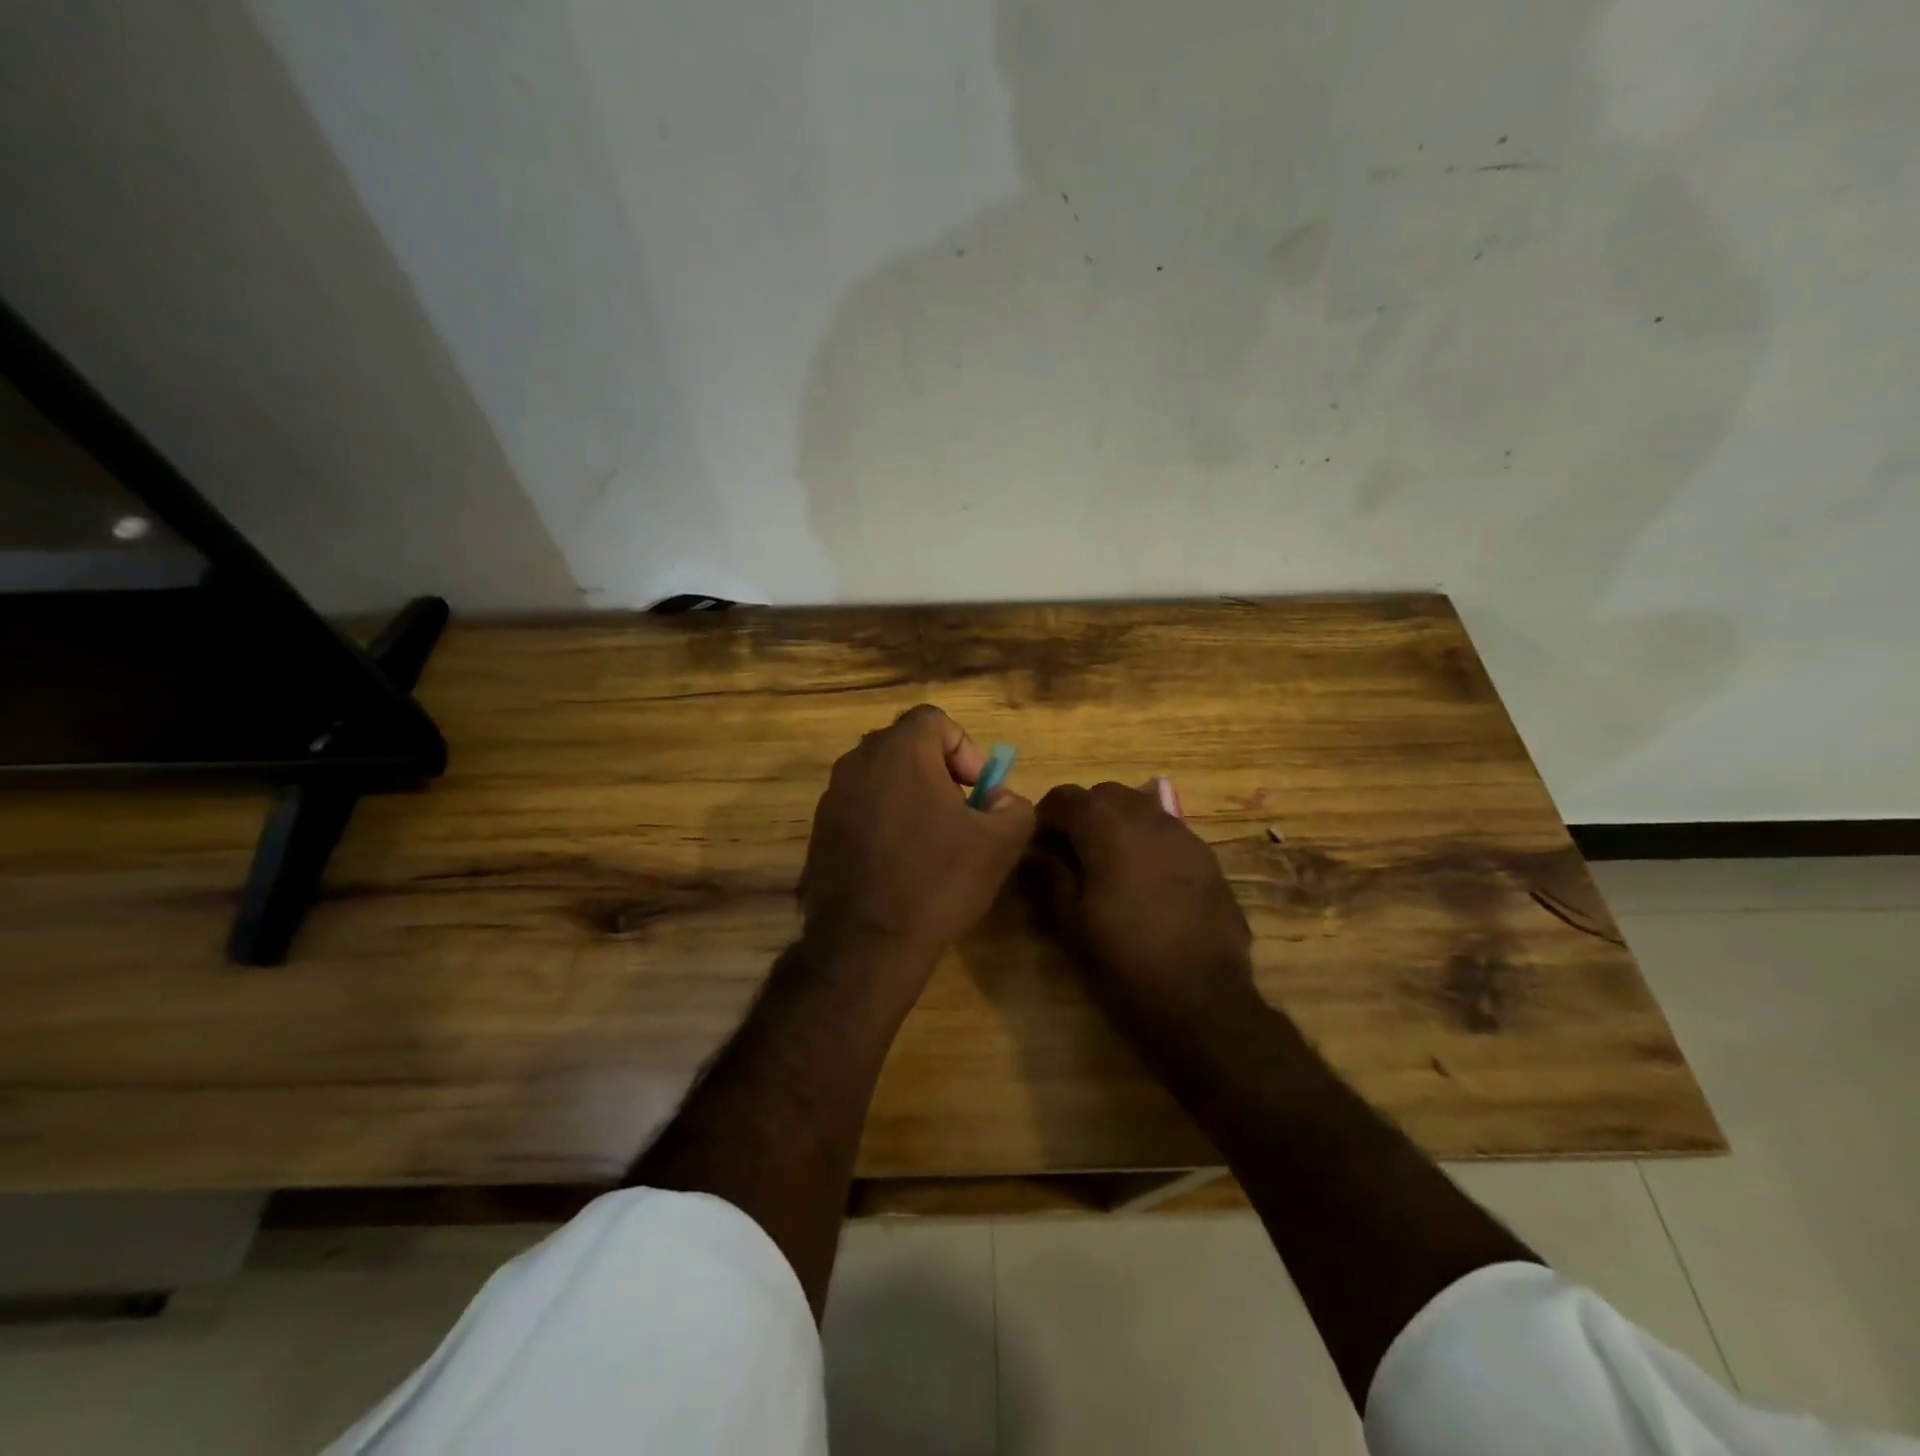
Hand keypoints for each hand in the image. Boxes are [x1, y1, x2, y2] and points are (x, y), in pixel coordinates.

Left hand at [801, 705, 1034, 980]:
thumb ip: (1013, 805)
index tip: (977, 790)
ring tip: (931, 840)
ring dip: (910, 795)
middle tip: (959, 811)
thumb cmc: (937, 882)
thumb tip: (999, 798)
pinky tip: (898, 862)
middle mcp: (858, 761)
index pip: (934, 720)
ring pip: (881, 776)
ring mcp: (832, 796)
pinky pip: (860, 806)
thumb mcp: (1000, 843)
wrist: (866, 943)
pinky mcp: (819, 829)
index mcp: (900, 751)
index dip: (964, 747)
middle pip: (905, 745)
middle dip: (938, 770)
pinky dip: (883, 819)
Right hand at [1028, 781, 1256, 1035]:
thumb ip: (1049, 876)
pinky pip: (1167, 833)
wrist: (1201, 1000)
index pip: (1064, 797)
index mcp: (1107, 827)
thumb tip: (1034, 853)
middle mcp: (1147, 817)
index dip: (1044, 816)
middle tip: (1069, 852)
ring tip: (1107, 865)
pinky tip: (1144, 881)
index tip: (1035, 845)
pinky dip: (1147, 842)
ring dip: (1117, 824)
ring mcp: (1184, 835)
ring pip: (1141, 808)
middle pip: (1105, 794)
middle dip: (1083, 814)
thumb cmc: (1123, 960)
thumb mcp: (1071, 922)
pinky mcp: (1208, 858)